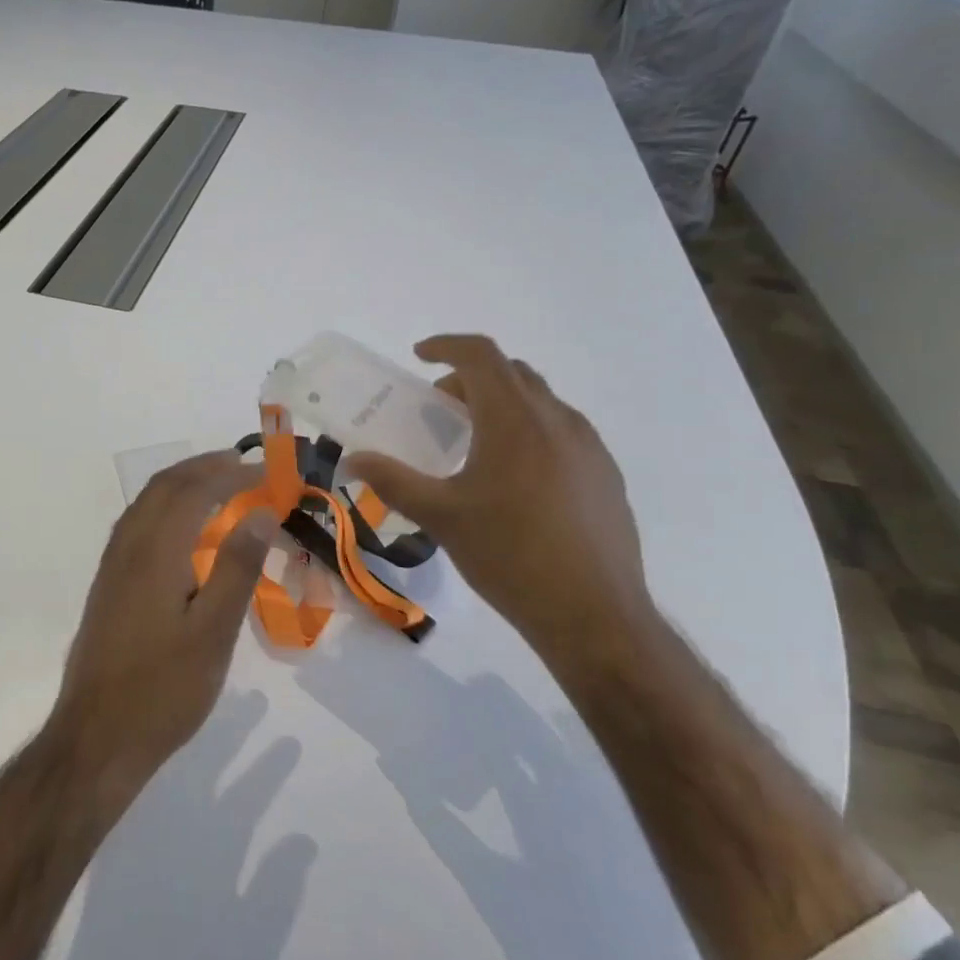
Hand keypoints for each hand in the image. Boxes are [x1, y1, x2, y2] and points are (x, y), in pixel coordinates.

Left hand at [53, 452, 274, 788]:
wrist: (97, 737)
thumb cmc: (164, 690)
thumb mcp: (213, 632)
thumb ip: (237, 568)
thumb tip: (260, 512)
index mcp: (155, 551)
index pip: (194, 490)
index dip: (231, 473)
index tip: (268, 469)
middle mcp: (128, 547)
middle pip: (164, 486)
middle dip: (204, 467)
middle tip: (244, 464)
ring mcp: (112, 566)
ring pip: (146, 503)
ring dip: (182, 483)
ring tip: (219, 485)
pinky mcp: (108, 585)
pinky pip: (137, 524)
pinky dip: (165, 507)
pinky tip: (184, 530)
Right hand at [349, 335, 659, 665]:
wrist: (593, 614)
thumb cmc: (509, 555)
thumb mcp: (441, 516)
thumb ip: (393, 481)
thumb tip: (353, 460)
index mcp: (515, 420)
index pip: (481, 356)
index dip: (446, 345)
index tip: (419, 356)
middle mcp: (557, 421)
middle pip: (512, 374)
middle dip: (471, 379)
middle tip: (441, 409)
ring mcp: (590, 448)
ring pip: (541, 402)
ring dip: (503, 405)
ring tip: (476, 446)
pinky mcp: (606, 476)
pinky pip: (562, 433)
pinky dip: (530, 432)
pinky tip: (516, 481)